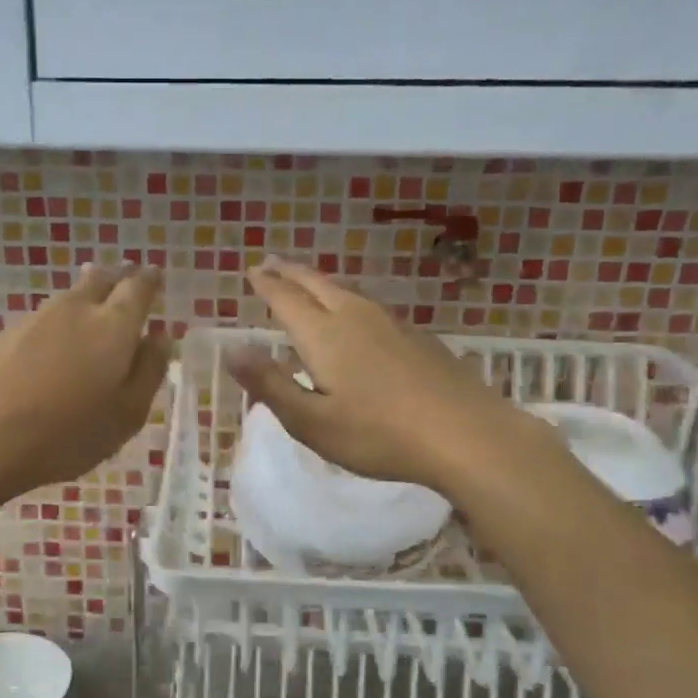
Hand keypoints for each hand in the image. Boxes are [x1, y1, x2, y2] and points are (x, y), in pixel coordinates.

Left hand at [0, 261, 170, 500]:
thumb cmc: (68, 433)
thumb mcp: (127, 414)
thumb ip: (149, 370)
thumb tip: (160, 337)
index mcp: (113, 325)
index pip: (138, 287)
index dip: (149, 280)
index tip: (155, 276)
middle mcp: (75, 309)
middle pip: (100, 278)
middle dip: (117, 278)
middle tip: (126, 286)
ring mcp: (35, 318)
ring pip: (69, 297)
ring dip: (86, 300)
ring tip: (92, 317)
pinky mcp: (4, 334)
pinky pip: (43, 319)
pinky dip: (57, 325)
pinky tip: (54, 349)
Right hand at [227, 258, 547, 495]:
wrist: (466, 435)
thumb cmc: (379, 435)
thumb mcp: (311, 421)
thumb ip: (269, 384)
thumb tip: (231, 350)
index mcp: (324, 335)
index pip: (286, 299)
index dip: (266, 284)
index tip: (252, 270)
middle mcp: (355, 317)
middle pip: (317, 285)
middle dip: (290, 273)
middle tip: (271, 263)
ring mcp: (392, 324)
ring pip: (347, 292)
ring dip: (320, 283)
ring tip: (307, 283)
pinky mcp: (418, 337)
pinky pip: (370, 307)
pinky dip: (349, 301)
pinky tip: (357, 316)